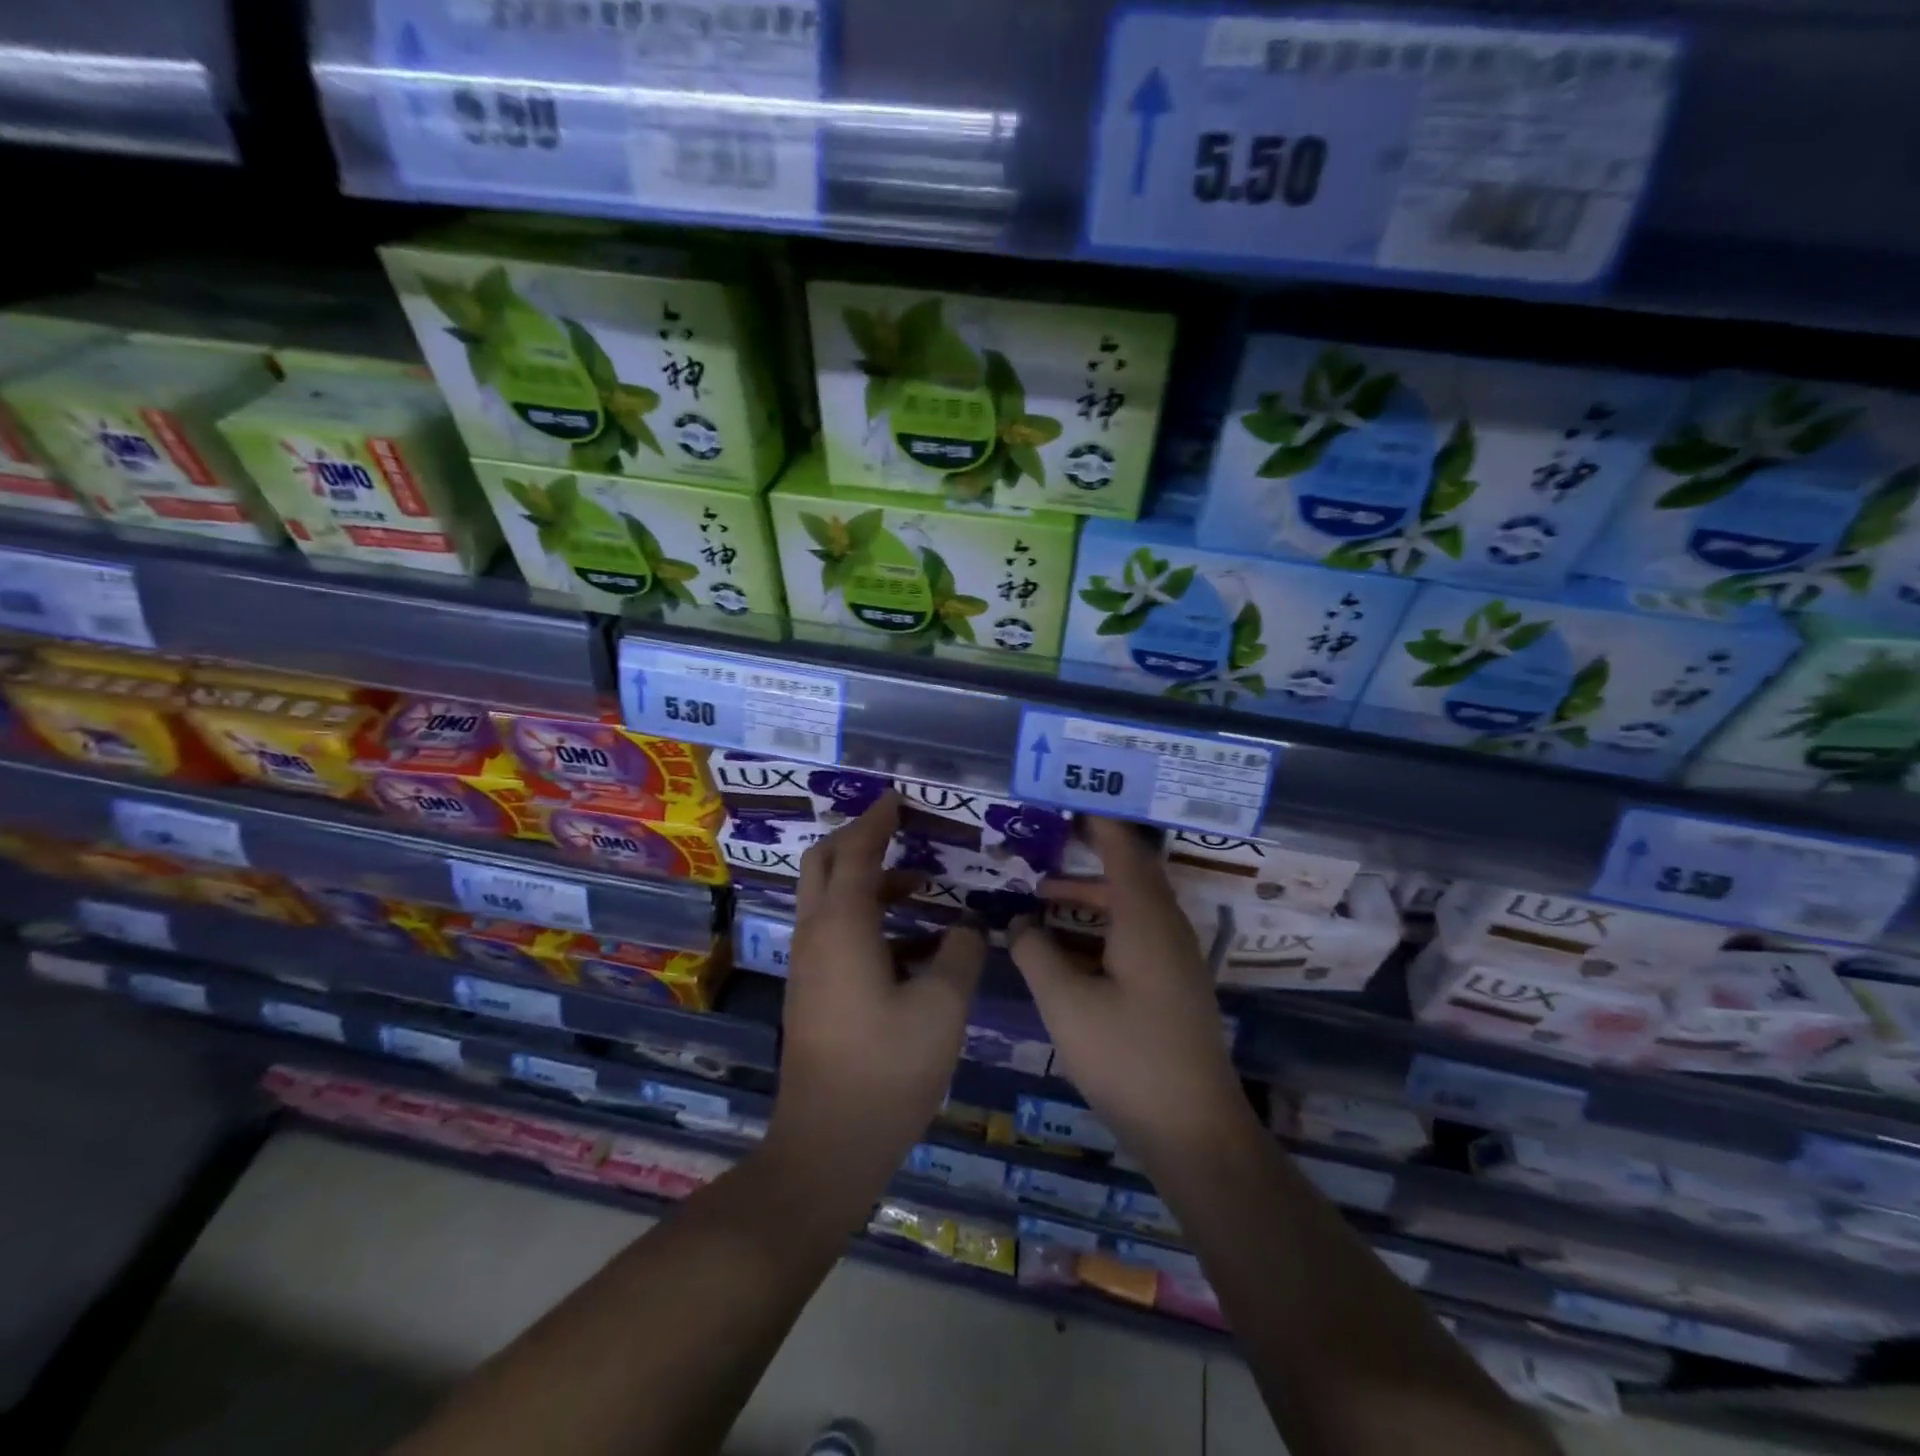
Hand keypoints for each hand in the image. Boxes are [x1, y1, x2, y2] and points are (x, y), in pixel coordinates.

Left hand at [769, 790, 985, 1203]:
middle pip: (823, 865)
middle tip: (899, 830)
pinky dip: (866, 917)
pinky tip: (913, 941)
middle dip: (857, 839)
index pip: (855, 852)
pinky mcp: (813, 992)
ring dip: (866, 881)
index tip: (898, 799)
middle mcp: (815, 936)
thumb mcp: (942, 1008)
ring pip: (827, 899)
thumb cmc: (886, 1069)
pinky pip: (835, 932)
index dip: (877, 821)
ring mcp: (808, 966)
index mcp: (842, 927)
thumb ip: (962, 955)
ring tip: (919, 883)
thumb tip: (970, 928)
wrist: (827, 1146)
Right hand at [1008, 816, 1253, 1166]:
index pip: (1122, 849)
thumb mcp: (1066, 1004)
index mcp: (1145, 920)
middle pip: (1130, 871)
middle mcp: (1166, 928)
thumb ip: (1036, 953)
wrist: (1194, 1130)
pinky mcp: (1173, 984)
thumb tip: (1019, 921)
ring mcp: (1174, 958)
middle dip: (1090, 851)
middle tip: (1049, 836)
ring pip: (1132, 905)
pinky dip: (1102, 922)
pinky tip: (1069, 943)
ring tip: (1044, 891)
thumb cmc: (1128, 1058)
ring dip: (1092, 892)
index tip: (1068, 798)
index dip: (1097, 821)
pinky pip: (1135, 932)